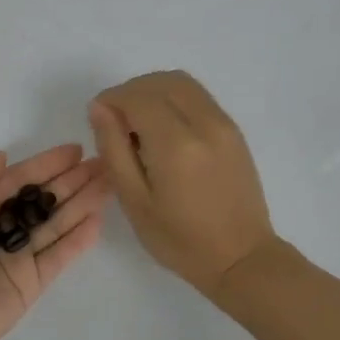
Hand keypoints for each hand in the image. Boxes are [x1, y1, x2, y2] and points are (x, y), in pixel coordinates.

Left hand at [0, 145, 107, 339]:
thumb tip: (4, 157)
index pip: (16, 181)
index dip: (45, 165)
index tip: (75, 150)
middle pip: (40, 201)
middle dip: (69, 182)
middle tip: (102, 164)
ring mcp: (15, 258)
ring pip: (54, 226)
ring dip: (80, 204)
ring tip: (108, 184)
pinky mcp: (29, 285)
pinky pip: (57, 257)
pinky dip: (77, 240)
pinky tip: (97, 219)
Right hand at [87, 71, 277, 299]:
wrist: (241, 257)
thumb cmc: (180, 240)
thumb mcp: (134, 201)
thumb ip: (113, 149)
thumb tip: (99, 108)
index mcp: (175, 144)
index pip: (137, 97)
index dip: (111, 100)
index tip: (98, 120)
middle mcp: (203, 123)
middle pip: (159, 82)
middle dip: (130, 92)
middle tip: (116, 123)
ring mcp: (223, 124)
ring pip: (181, 82)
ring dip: (153, 91)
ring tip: (139, 124)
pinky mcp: (233, 130)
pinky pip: (198, 96)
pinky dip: (173, 99)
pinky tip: (164, 130)